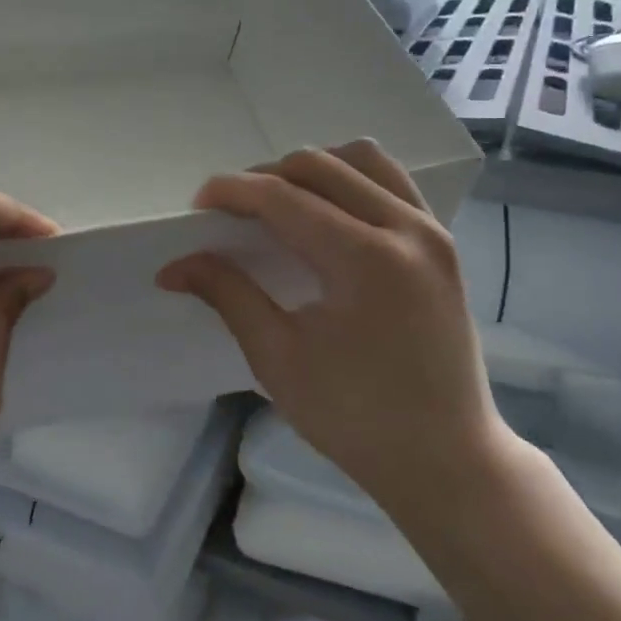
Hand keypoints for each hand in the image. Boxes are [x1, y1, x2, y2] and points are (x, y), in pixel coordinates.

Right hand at [157, 142, 510, 516]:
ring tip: (281, 205)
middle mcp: (406, 228)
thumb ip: (229, 295)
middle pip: (320, 166)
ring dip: (312, 171)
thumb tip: (174, 266)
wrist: (446, 459)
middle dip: (265, 177)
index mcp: (366, 259)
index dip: (233, 191)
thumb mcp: (278, 358)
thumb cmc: (355, 418)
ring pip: (362, 160)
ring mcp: (433, 232)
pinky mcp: (444, 244)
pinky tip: (327, 215)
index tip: (197, 204)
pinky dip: (351, 181)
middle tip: (232, 212)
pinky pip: (392, 183)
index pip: (284, 197)